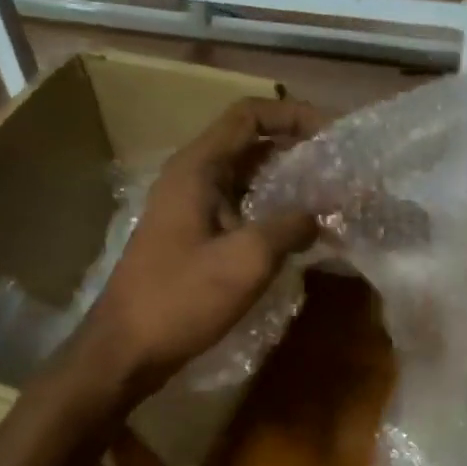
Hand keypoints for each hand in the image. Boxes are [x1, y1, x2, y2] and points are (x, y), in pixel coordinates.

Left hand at [79, 97, 319, 397]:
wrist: (126, 350)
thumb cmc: (181, 299)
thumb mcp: (246, 260)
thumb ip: (291, 227)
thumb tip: (321, 214)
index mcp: (198, 168)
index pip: (249, 115)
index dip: (293, 116)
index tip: (333, 135)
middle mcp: (192, 177)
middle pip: (250, 143)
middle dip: (296, 150)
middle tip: (339, 169)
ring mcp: (190, 208)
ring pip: (247, 178)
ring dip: (286, 183)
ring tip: (329, 199)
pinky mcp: (194, 237)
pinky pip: (239, 208)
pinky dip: (271, 212)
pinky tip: (299, 234)